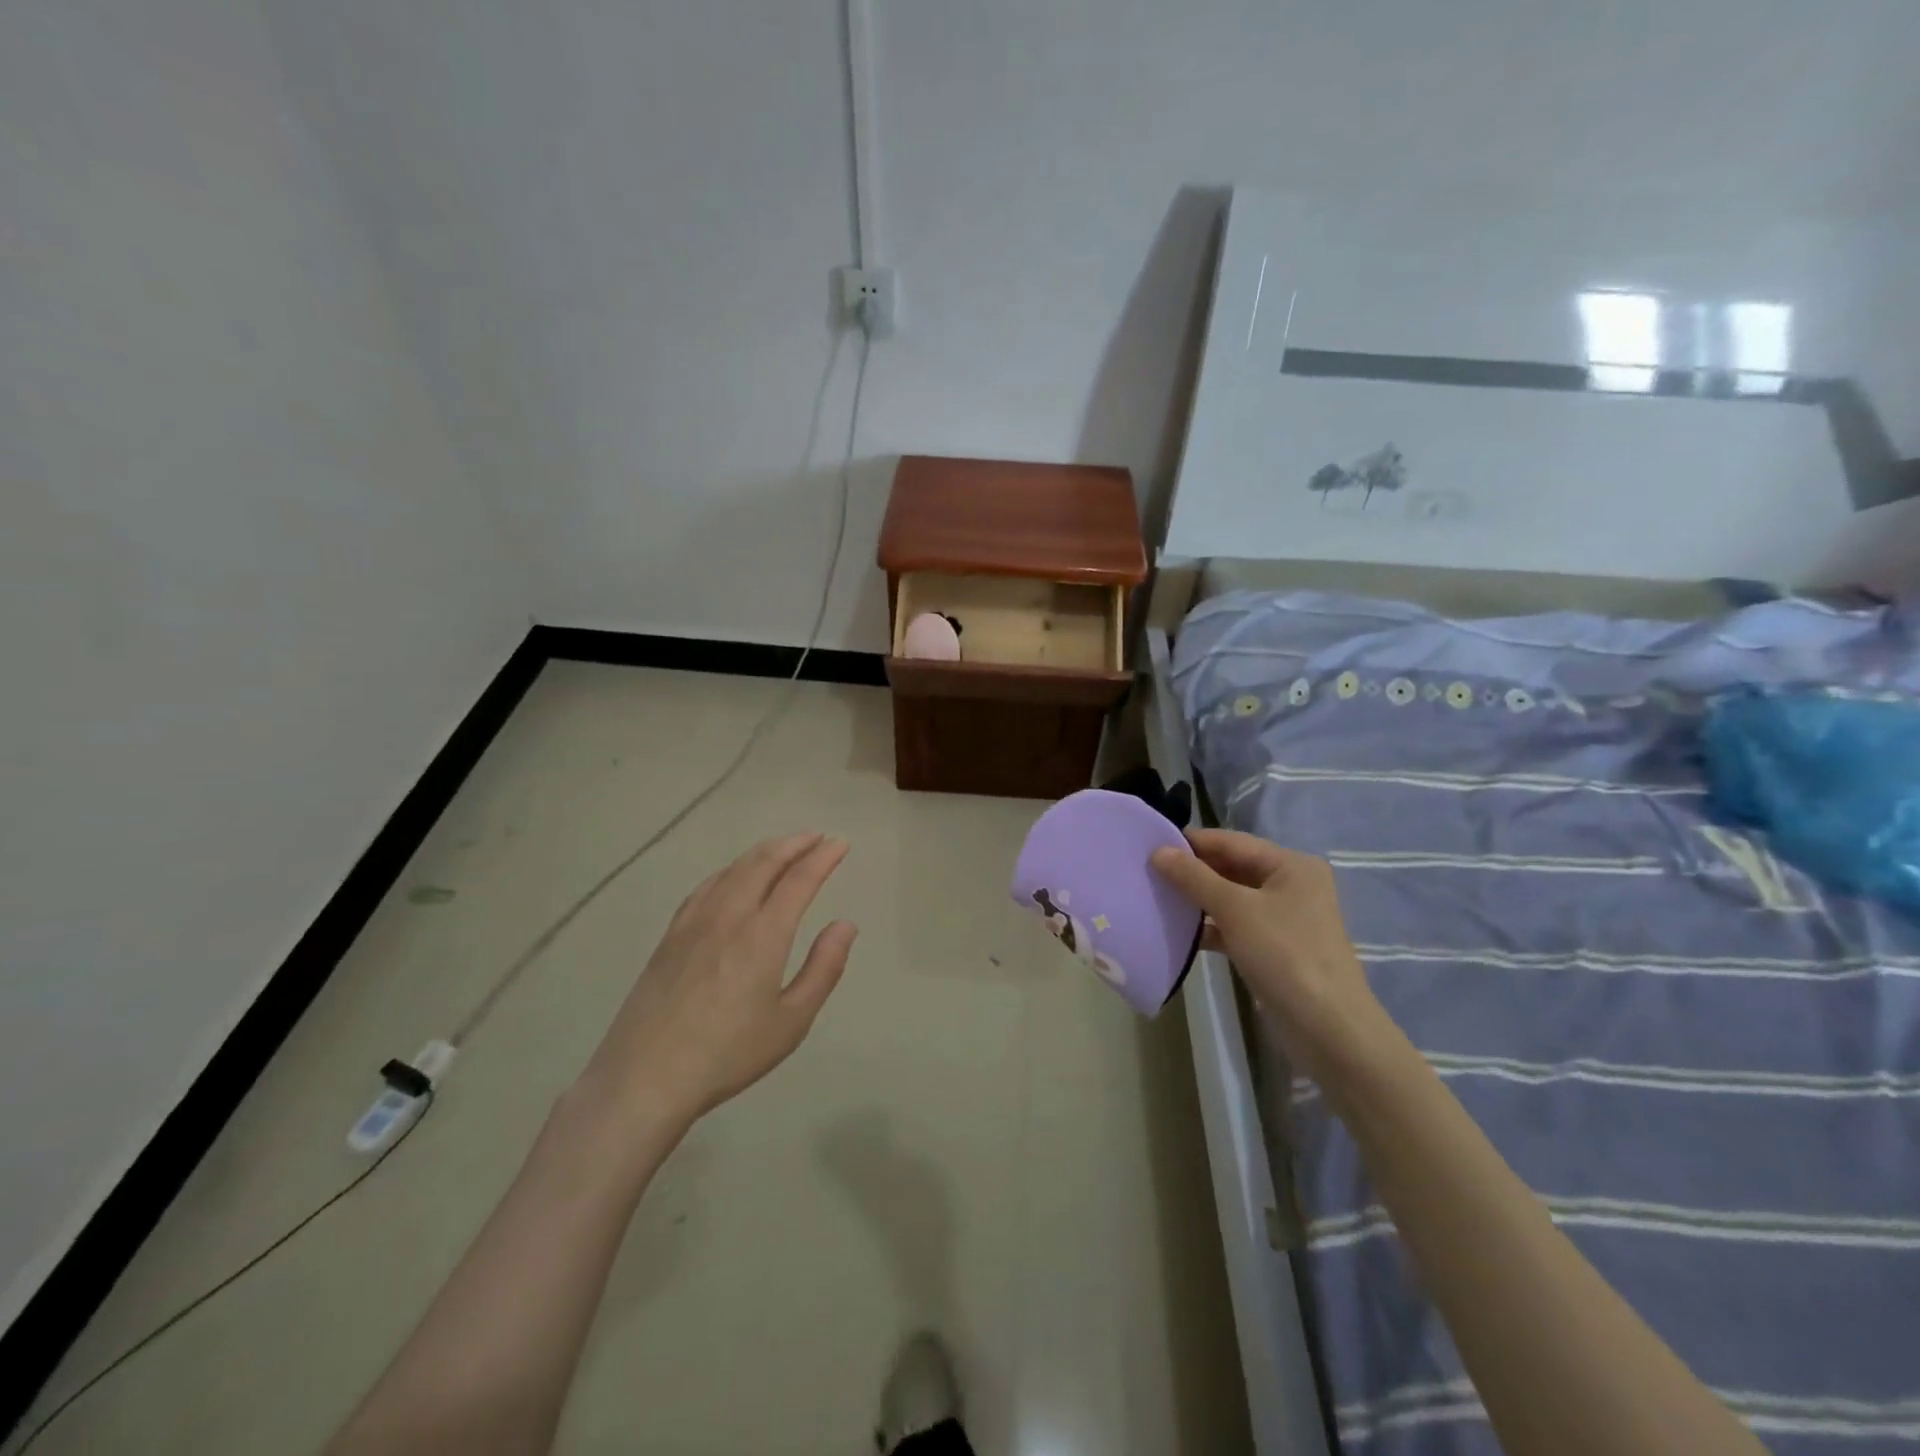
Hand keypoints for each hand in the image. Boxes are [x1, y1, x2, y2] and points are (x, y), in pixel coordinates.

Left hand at [577, 833, 857, 1132]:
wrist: (644, 1077)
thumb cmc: (728, 1053)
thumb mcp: (791, 1021)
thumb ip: (823, 968)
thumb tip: (845, 924)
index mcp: (763, 934)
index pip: (799, 879)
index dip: (823, 857)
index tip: (840, 844)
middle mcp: (729, 915)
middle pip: (764, 862)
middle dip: (794, 844)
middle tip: (816, 837)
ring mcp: (694, 921)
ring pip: (733, 869)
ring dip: (763, 852)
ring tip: (783, 849)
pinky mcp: (671, 935)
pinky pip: (706, 885)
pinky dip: (731, 869)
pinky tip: (733, 876)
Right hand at [1151, 829, 1395, 1086]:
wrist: (1327, 1029)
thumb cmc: (1285, 954)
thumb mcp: (1235, 909)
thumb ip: (1194, 877)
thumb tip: (1157, 851)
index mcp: (1291, 865)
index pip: (1232, 842)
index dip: (1192, 842)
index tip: (1150, 844)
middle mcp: (1290, 885)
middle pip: (1232, 868)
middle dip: (1192, 871)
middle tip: (1148, 872)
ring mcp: (1283, 919)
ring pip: (1231, 898)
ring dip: (1197, 899)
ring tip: (1156, 897)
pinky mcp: (1273, 948)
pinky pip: (1234, 926)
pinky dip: (1209, 927)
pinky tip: (1178, 931)